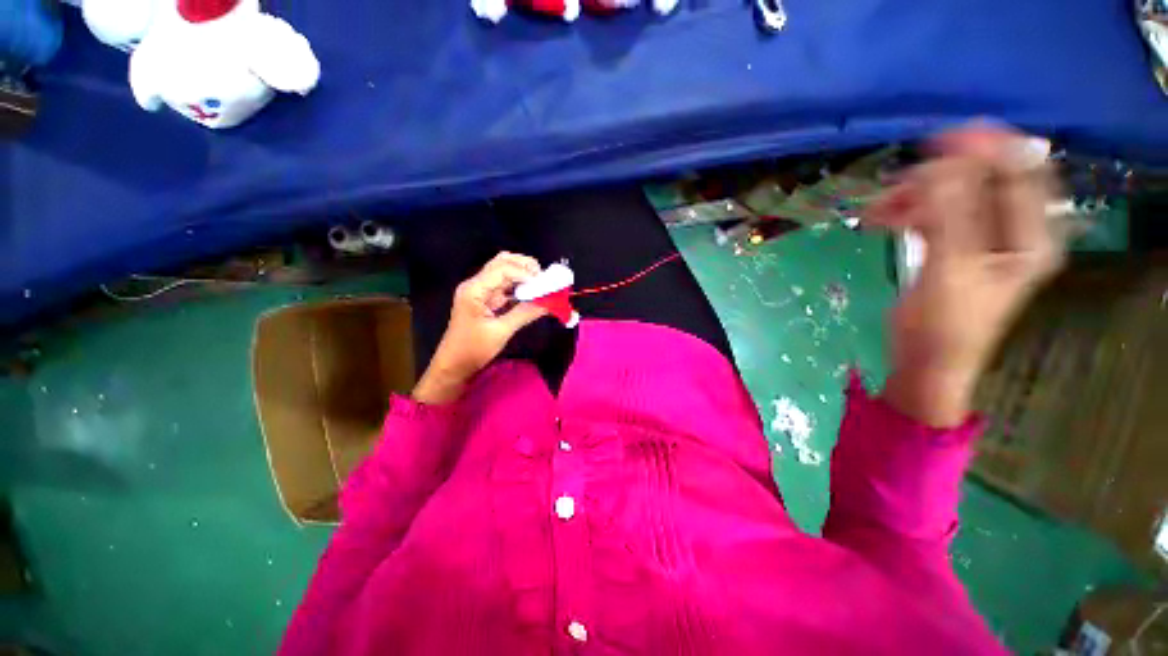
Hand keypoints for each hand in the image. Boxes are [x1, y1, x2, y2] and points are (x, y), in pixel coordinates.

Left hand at [412, 253, 547, 404]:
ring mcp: (480, 292)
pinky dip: (518, 287)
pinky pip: (504, 287)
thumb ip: (524, 314)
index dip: (525, 273)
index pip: (502, 269)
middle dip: (524, 267)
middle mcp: (476, 285)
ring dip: (522, 275)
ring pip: (503, 273)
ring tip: (540, 284)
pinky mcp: (485, 300)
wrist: (453, 365)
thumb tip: (548, 303)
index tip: (544, 284)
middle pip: (501, 263)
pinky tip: (531, 294)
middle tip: (543, 278)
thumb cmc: (473, 349)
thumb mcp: (501, 332)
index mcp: (474, 289)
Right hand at [868, 124, 1065, 425]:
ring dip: (914, 195)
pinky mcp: (953, 245)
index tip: (940, 141)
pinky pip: (933, 212)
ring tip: (875, 211)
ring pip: (953, 194)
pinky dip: (906, 211)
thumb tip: (945, 164)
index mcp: (1029, 237)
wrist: (926, 361)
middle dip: (939, 176)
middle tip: (896, 186)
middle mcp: (1012, 230)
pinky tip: (880, 219)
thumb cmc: (944, 327)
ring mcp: (982, 237)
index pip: (1020, 171)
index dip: (986, 148)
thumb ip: (952, 217)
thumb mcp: (950, 272)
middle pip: (983, 179)